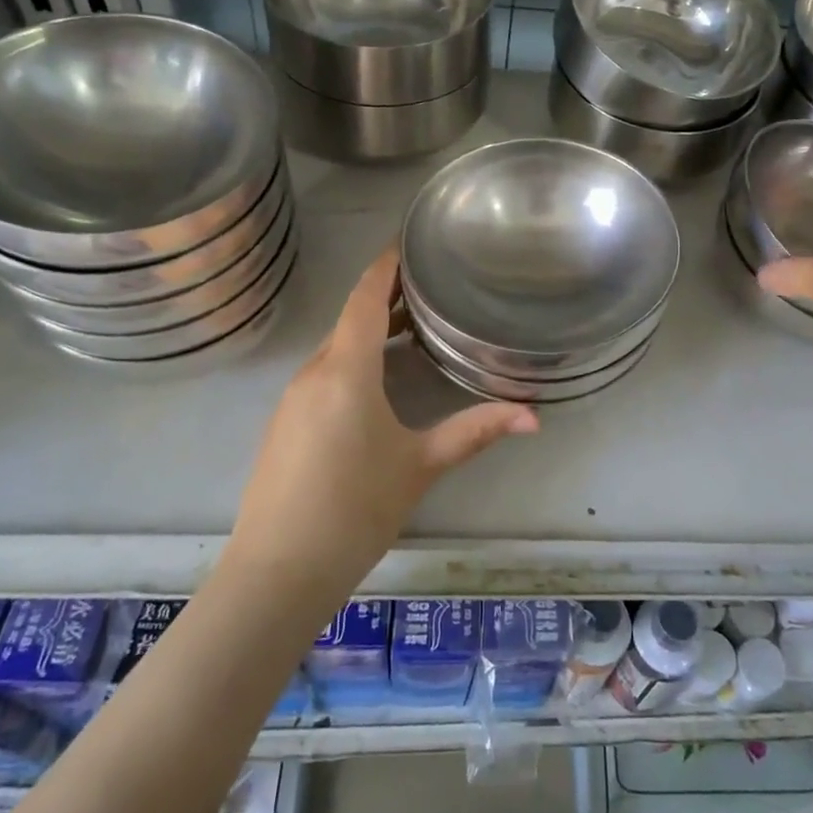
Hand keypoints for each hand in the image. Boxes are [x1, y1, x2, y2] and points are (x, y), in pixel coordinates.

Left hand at [232, 248, 537, 584]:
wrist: (278, 571)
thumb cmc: (355, 509)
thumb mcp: (421, 465)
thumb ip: (476, 432)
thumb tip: (535, 416)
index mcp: (345, 370)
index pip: (364, 298)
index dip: (384, 266)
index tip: (407, 241)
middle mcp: (313, 373)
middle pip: (350, 319)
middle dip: (385, 297)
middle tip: (428, 285)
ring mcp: (293, 398)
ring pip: (335, 347)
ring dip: (369, 329)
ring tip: (411, 325)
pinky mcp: (285, 423)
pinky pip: (323, 372)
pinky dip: (352, 357)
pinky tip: (377, 378)